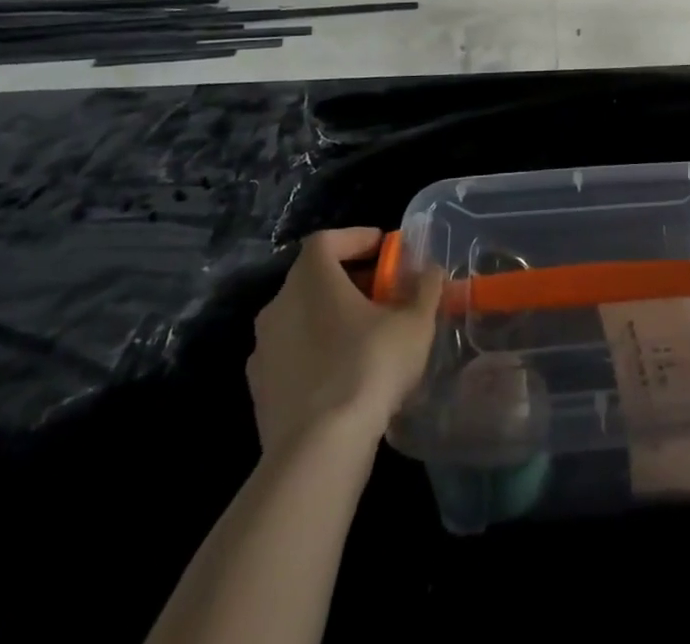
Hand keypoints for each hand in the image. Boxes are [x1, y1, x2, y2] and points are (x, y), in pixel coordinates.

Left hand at [247, 227, 442, 449]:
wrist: (318, 451)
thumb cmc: (369, 367)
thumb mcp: (415, 323)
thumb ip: (425, 289)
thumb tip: (429, 270)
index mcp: (311, 278)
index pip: (327, 240)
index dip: (357, 238)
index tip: (385, 249)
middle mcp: (278, 305)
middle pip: (313, 277)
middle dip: (349, 279)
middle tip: (383, 293)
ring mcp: (263, 350)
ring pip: (301, 317)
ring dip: (331, 317)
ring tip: (368, 335)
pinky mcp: (259, 390)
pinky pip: (292, 354)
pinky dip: (316, 352)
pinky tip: (344, 374)